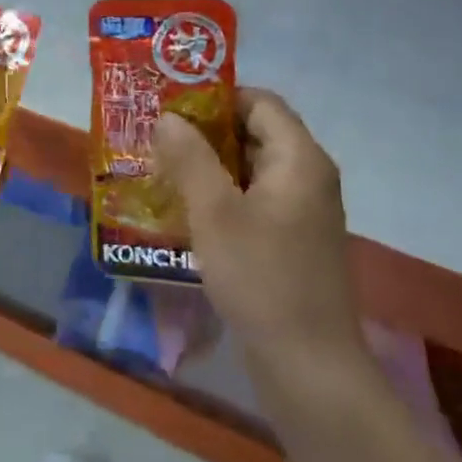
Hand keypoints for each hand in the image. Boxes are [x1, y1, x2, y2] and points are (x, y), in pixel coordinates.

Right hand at [154, 88, 364, 390]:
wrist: (307, 364)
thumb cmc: (261, 277)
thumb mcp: (214, 212)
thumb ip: (189, 157)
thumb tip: (168, 117)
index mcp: (299, 160)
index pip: (259, 102)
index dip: (214, 97)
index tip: (169, 106)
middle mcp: (307, 178)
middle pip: (254, 133)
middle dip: (203, 132)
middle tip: (154, 138)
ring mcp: (302, 212)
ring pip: (250, 169)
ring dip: (207, 166)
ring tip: (159, 170)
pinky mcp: (292, 241)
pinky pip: (253, 201)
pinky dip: (220, 196)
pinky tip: (184, 211)